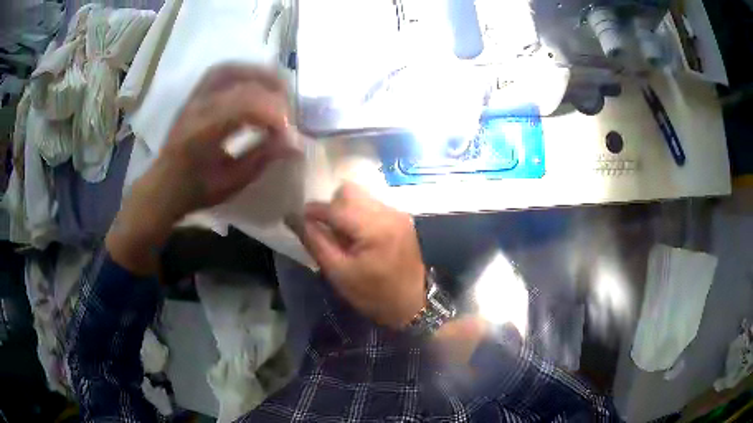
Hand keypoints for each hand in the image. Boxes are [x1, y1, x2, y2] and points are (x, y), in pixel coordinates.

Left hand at [145, 64, 297, 218]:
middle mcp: (197, 107)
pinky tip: (257, 85)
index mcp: (202, 132)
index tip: (290, 135)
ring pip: (230, 69)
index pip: (244, 106)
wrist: (164, 186)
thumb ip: (262, 158)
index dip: (274, 114)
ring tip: (278, 90)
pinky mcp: (196, 95)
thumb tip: (295, 143)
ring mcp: (195, 97)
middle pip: (239, 81)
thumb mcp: (231, 183)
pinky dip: (245, 74)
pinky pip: (222, 72)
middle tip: (289, 110)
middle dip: (272, 91)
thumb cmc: (195, 190)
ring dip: (259, 75)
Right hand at [294, 183, 425, 328]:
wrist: (411, 305)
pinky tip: (359, 237)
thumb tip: (293, 217)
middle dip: (332, 207)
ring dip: (345, 210)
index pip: (336, 207)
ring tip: (344, 236)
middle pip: (349, 192)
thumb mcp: (338, 273)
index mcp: (375, 227)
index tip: (299, 219)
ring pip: (360, 196)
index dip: (313, 211)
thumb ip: (315, 241)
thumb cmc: (372, 295)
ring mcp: (397, 213)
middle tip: (327, 231)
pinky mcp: (401, 218)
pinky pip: (372, 205)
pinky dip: (359, 214)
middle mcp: (389, 212)